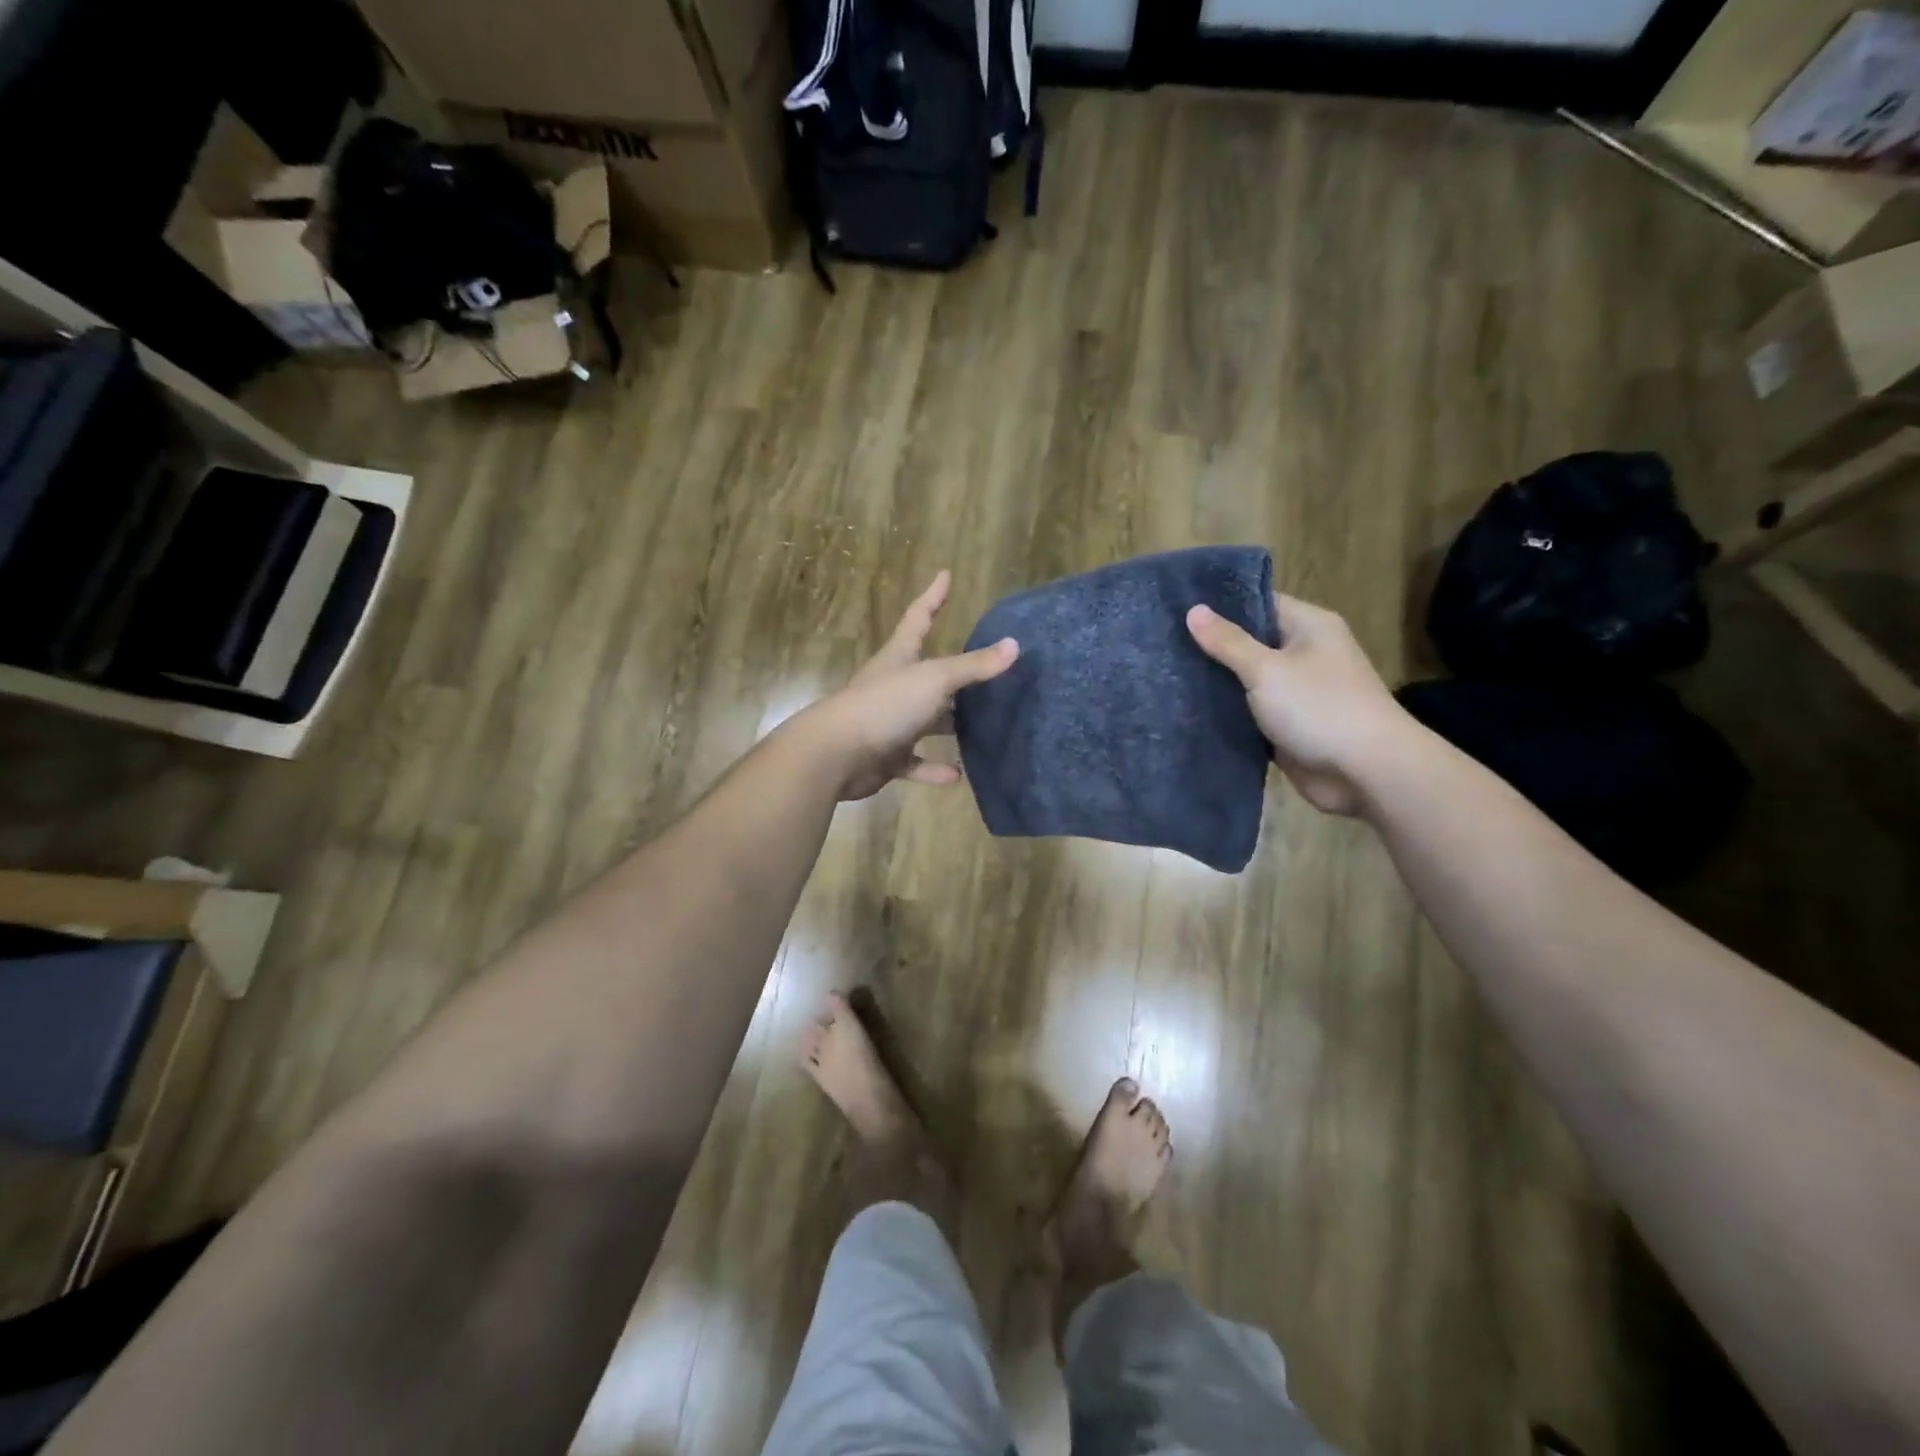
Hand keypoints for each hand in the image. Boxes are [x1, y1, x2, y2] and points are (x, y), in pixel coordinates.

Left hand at [794, 571, 1018, 800]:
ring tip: (983, 727)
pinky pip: (917, 762)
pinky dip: (935, 769)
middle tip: (986, 669)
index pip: (918, 618)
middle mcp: (894, 686)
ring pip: (926, 720)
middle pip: (928, 674)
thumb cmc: (885, 705)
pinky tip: (958, 775)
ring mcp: (890, 722)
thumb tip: (1015, 645)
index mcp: (900, 657)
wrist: (836, 754)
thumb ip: (973, 666)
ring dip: (949, 724)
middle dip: (954, 672)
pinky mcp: (887, 756)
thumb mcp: (934, 679)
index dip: (933, 596)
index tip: (945, 575)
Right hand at [1186, 593, 1411, 815]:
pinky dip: (1227, 713)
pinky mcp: (1288, 726)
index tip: (1175, 609)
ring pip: (1247, 681)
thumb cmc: (1319, 708)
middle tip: (1162, 643)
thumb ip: (1228, 642)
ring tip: (1165, 674)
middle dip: (1211, 647)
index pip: (1258, 603)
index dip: (1219, 605)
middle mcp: (1304, 654)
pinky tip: (1188, 710)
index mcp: (1308, 626)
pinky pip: (1251, 713)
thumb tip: (1193, 610)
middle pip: (1250, 642)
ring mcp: (1297, 692)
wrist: (1366, 772)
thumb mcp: (1267, 670)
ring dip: (1216, 683)